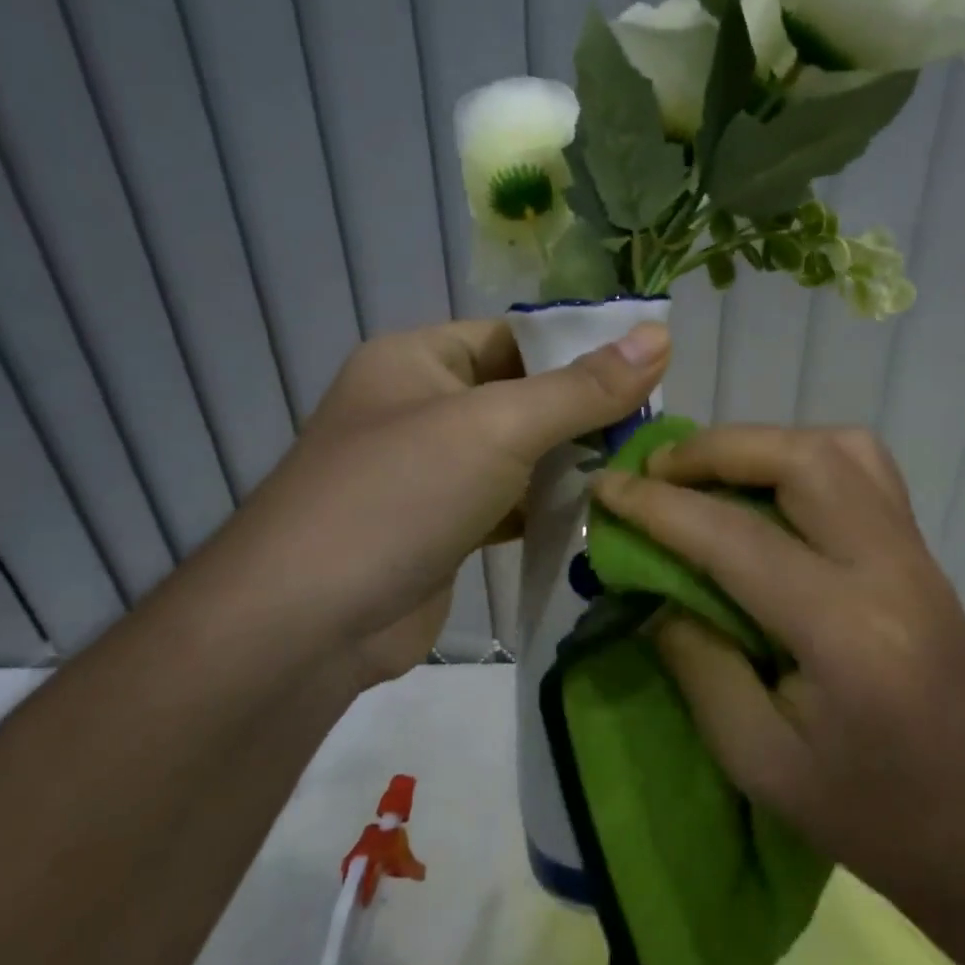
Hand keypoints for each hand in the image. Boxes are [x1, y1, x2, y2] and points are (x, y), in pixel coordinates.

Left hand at [207, 318, 669, 681]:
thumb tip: (661, 336)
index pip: (519, 336)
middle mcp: (424, 406)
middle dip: (588, 412)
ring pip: (523, 453)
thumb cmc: (398, 496)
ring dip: (575, 463)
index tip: (656, 369)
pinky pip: (512, 502)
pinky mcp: (446, 527)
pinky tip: (602, 513)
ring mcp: (433, 472)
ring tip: (645, 468)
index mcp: (421, 359)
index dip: (585, 349)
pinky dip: (550, 507)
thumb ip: (582, 388)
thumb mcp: (497, 427)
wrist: (303, 628)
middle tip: (659, 427)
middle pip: (526, 395)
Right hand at [590, 425, 964, 908]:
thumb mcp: (762, 763)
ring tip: (712, 472)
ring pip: (841, 448)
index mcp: (846, 631)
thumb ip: (700, 665)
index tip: (606, 487)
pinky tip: (774, 490)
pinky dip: (807, 457)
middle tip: (658, 470)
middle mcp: (889, 567)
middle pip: (802, 459)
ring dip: (765, 443)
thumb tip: (658, 593)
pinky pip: (865, 469)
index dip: (659, 507)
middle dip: (718, 449)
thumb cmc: (876, 817)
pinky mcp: (923, 551)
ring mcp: (915, 551)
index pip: (736, 538)